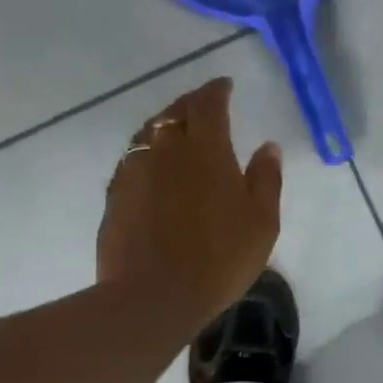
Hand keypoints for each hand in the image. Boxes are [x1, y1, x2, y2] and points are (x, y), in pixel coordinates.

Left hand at [97, 78, 282, 336]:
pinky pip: (133, 159)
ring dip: (166, 125)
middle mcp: (165, 148)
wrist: (154, 295)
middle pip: (175, 112)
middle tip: (204, 105)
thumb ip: (266, 179)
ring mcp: (134, 170)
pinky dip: (147, 153)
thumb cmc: (220, 258)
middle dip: (191, 103)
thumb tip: (268, 146)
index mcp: (206, 148)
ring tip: (177, 132)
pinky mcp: (115, 195)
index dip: (217, 90)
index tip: (225, 86)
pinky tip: (154, 168)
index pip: (209, 103)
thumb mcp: (262, 222)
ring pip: (149, 133)